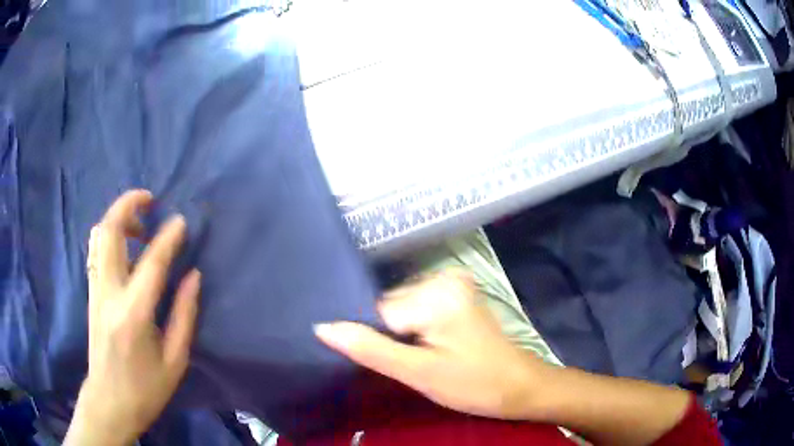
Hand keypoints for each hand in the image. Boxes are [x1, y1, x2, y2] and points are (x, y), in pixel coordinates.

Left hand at [65, 190, 200, 445]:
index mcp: (134, 315)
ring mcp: (96, 291)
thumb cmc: (146, 389)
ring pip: (99, 236)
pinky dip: (110, 237)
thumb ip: (184, 315)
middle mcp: (109, 294)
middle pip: (110, 232)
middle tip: (149, 201)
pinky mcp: (91, 293)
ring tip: (138, 225)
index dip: (168, 238)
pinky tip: (126, 248)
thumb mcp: (175, 361)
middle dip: (127, 205)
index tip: (181, 221)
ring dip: (118, 219)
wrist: (109, 402)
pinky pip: (97, 251)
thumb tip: (193, 276)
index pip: (152, 263)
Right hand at [314, 270, 548, 419]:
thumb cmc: (474, 384)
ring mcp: (452, 282)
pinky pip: (416, 306)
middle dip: (391, 336)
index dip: (376, 339)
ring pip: (400, 307)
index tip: (391, 361)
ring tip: (422, 356)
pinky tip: (428, 346)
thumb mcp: (419, 373)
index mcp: (436, 293)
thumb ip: (370, 349)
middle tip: (411, 363)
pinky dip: (414, 327)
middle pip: (390, 306)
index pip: (377, 310)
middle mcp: (443, 277)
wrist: (519, 385)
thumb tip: (322, 327)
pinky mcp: (456, 293)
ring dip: (402, 333)